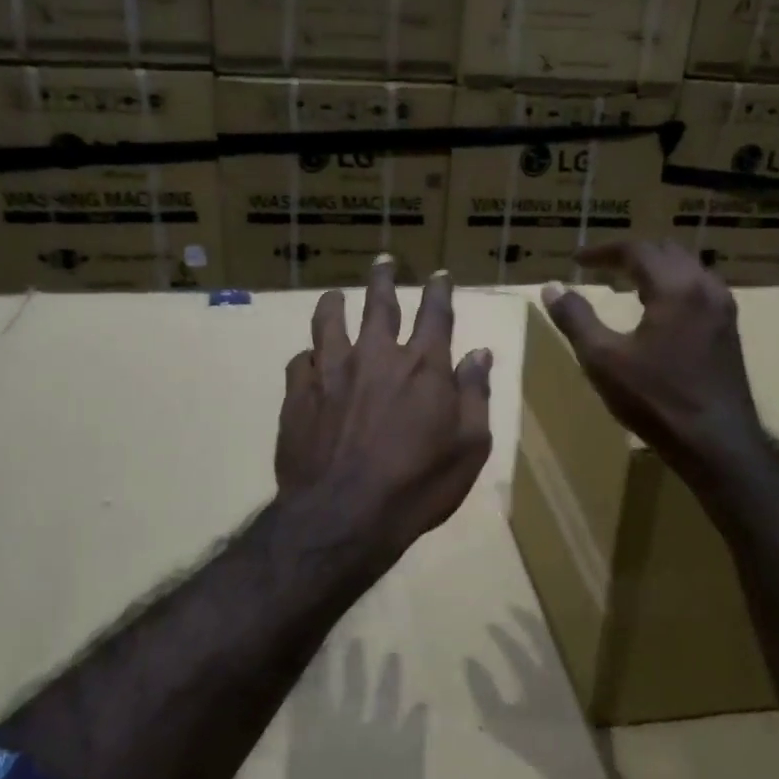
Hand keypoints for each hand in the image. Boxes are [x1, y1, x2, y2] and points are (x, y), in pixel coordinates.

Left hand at [277, 259, 492, 563]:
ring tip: (334, 295)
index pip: (435, 314)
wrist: (344, 516)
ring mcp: (332, 371)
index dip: (439, 291)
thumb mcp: (469, 447)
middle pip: (379, 304)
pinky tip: (308, 359)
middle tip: (383, 262)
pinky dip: (308, 356)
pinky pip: (300, 361)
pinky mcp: (298, 393)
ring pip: (329, 321)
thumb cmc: (418, 486)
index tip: (439, 275)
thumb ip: (474, 394)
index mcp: (423, 366)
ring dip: (334, 303)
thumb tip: (480, 353)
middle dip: (384, 279)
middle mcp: (376, 356)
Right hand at [541, 241, 764, 473]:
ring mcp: (723, 309)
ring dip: (655, 269)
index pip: (637, 250)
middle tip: (601, 267)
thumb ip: (576, 319)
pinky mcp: (729, 330)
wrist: (716, 443)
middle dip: (631, 254)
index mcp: (675, 287)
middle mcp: (705, 288)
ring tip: (627, 284)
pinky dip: (673, 287)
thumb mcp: (603, 360)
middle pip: (666, 251)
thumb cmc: (655, 400)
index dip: (603, 251)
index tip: (576, 260)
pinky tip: (659, 311)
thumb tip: (552, 288)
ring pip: (687, 269)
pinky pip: (699, 290)